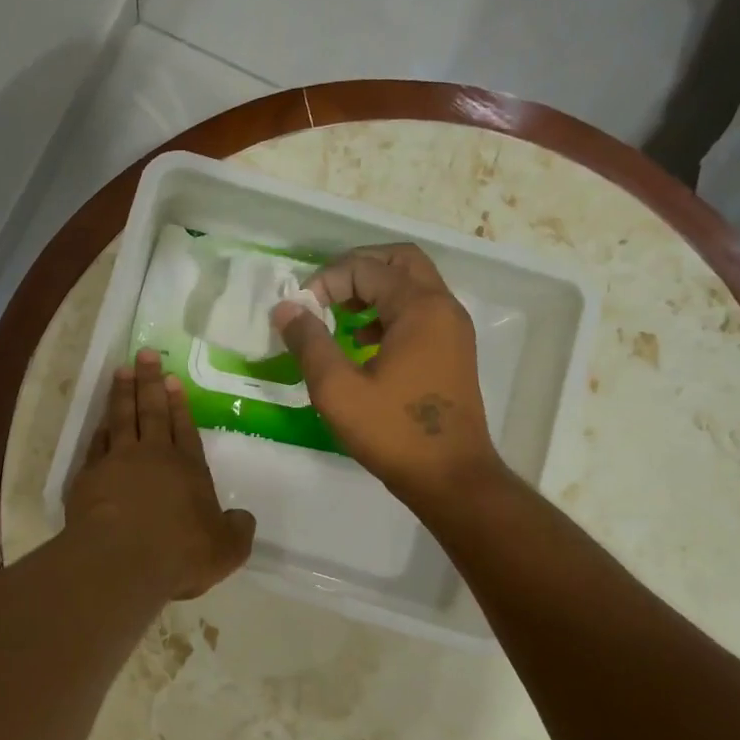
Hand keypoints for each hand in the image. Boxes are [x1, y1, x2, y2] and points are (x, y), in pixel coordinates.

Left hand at [66, 349, 256, 599]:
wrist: (120, 560)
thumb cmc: (178, 553)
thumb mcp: (225, 550)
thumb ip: (237, 531)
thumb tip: (243, 519)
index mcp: (188, 469)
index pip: (184, 428)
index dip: (179, 404)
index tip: (172, 378)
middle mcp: (153, 457)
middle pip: (152, 411)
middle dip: (149, 381)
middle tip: (144, 354)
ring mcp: (117, 462)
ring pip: (121, 418)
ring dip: (122, 393)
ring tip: (121, 371)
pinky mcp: (89, 476)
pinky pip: (96, 443)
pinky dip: (99, 428)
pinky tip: (100, 420)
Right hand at [271, 244, 500, 508]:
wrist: (451, 478)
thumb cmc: (393, 432)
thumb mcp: (337, 390)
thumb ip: (309, 343)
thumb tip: (286, 308)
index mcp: (419, 308)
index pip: (366, 268)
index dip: (326, 280)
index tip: (300, 311)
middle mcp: (442, 307)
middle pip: (399, 261)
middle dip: (356, 270)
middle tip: (323, 295)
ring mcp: (452, 330)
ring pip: (411, 285)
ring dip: (373, 290)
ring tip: (338, 317)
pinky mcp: (452, 352)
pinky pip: (419, 312)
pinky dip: (388, 313)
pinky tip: (363, 344)